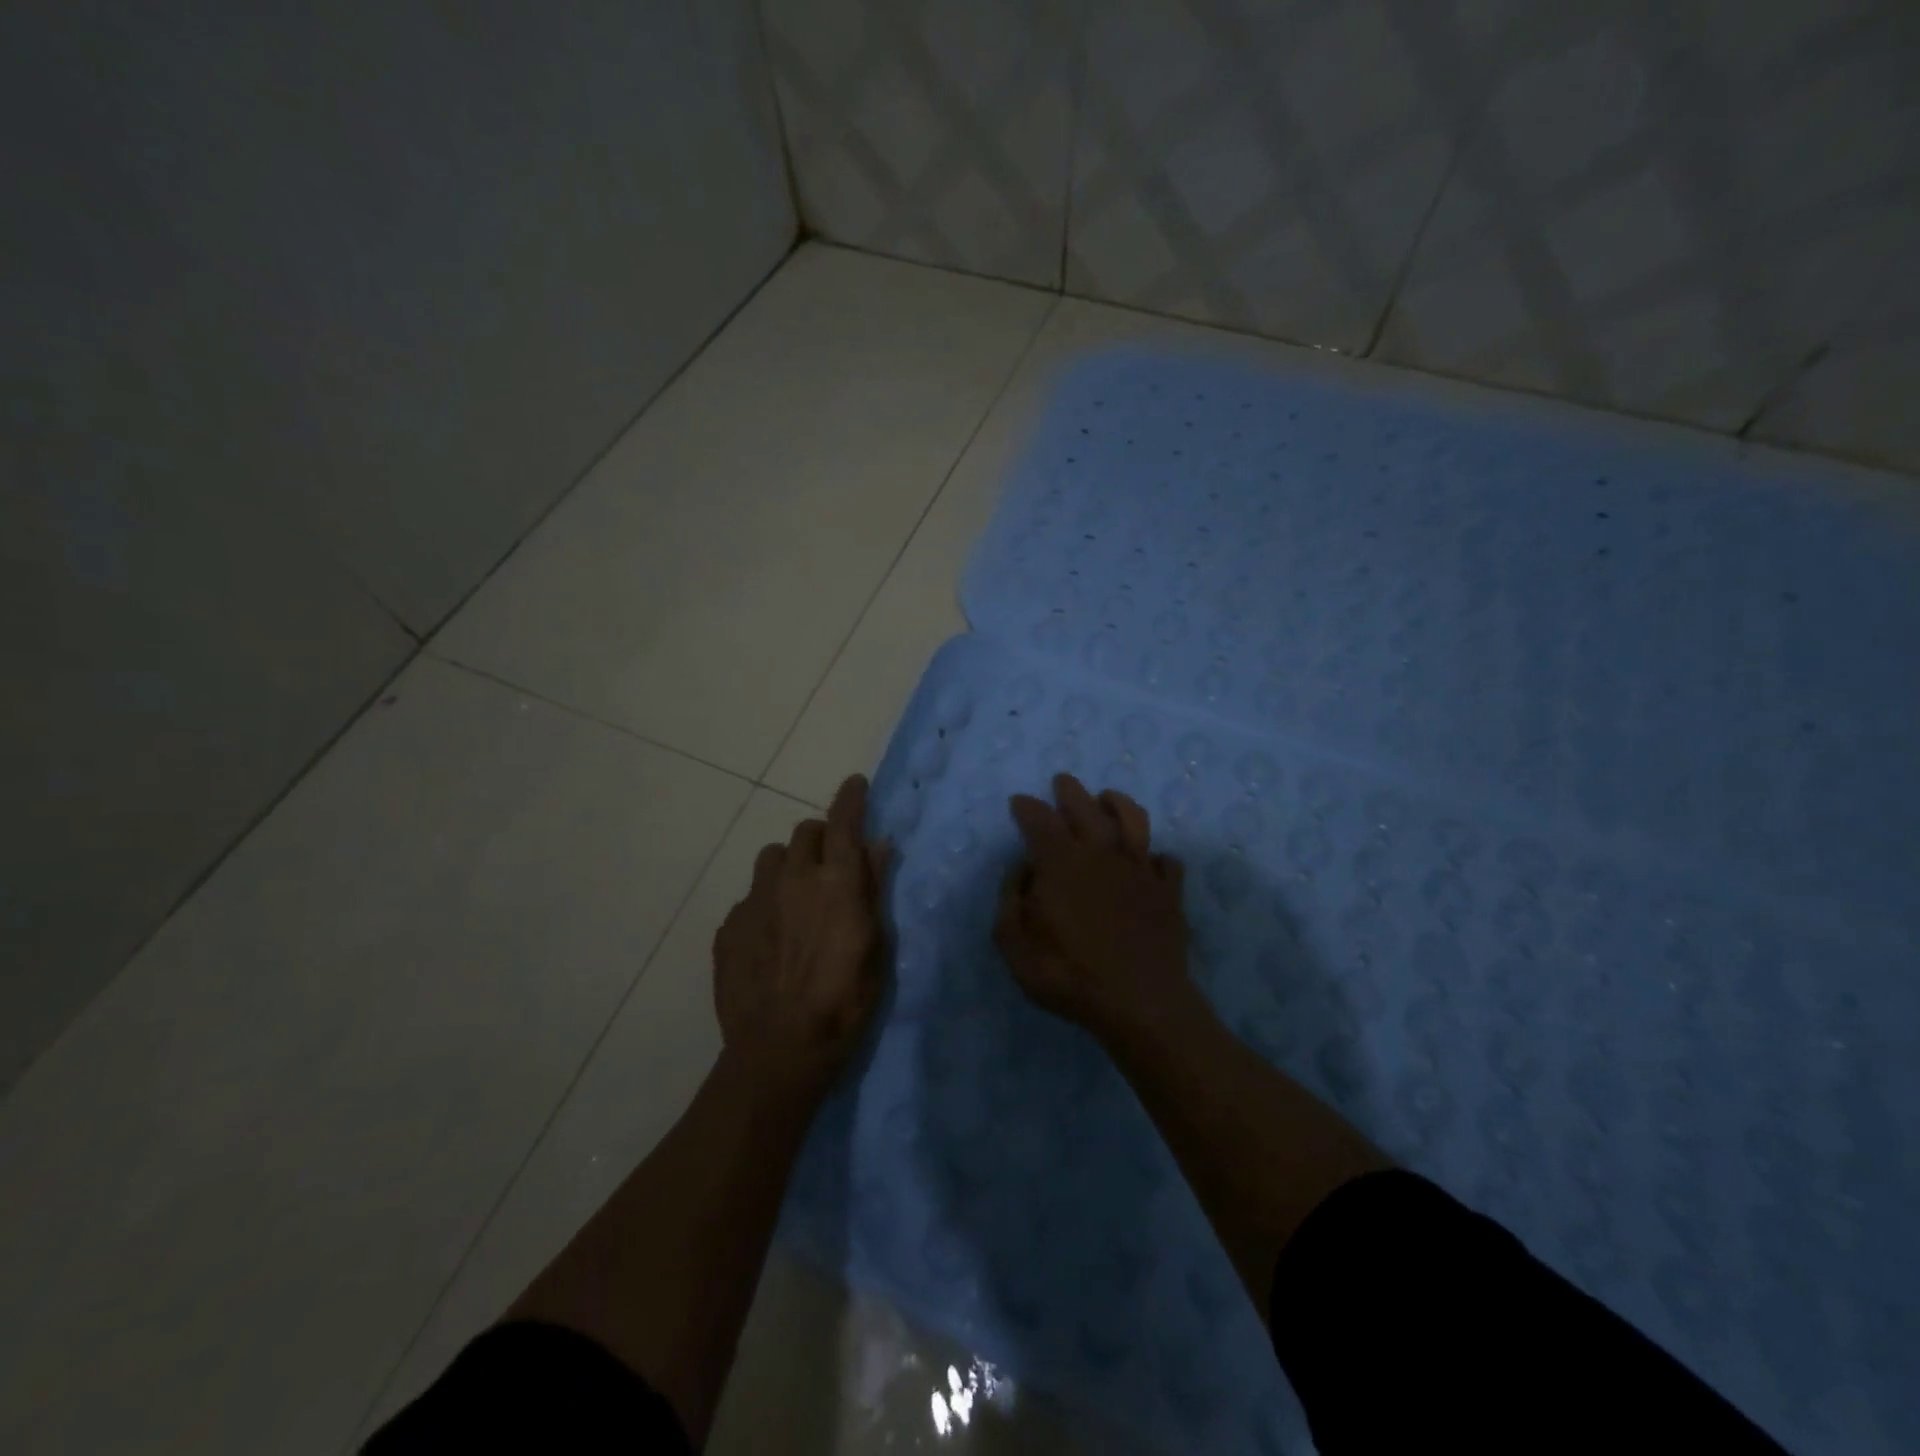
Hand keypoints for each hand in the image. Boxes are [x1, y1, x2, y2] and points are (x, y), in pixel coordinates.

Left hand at [713, 774, 889, 1093]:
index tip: (854, 783)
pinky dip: (765, 903)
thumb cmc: (844, 1002)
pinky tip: (770, 937)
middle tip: (832, 863)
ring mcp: (755, 901)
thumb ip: (874, 889)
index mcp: (836, 882)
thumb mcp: (877, 947)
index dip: (851, 798)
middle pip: (805, 832)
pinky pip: (749, 897)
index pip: (844, 822)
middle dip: (821, 837)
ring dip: (789, 865)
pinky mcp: (729, 926)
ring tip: (796, 896)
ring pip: (771, 857)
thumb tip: (879, 844)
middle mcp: (793, 879)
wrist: (779, 1050)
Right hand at [995, 773, 1190, 1039]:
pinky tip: (1151, 861)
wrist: (1139, 1003)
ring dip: (1117, 803)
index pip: (1040, 820)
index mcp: (1061, 862)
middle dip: (1070, 790)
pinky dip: (1157, 856)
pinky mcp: (1169, 891)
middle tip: (1062, 782)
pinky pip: (1167, 862)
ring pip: (1132, 819)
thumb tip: (1023, 870)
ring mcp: (1140, 869)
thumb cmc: (1068, 974)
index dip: (1026, 807)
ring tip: (1106, 798)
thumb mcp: (1014, 944)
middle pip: (1085, 807)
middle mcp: (1102, 853)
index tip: (1019, 802)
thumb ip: (1010, 900)